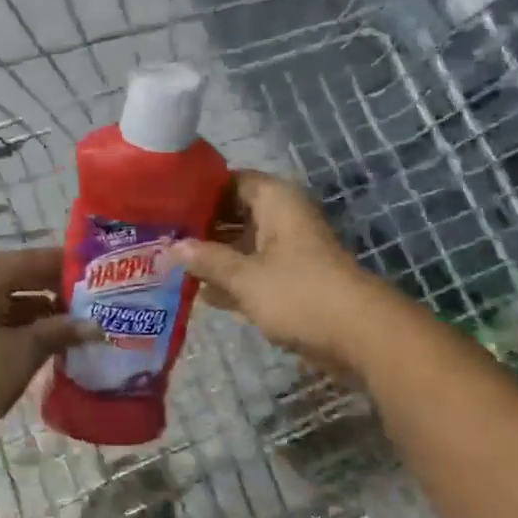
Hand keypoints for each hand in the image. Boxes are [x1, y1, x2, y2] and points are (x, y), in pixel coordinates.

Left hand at [0, 248, 94, 445]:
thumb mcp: (23, 351)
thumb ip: (60, 332)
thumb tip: (95, 326)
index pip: (33, 260)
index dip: (68, 266)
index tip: (101, 274)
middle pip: (21, 278)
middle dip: (57, 291)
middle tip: (95, 302)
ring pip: (10, 302)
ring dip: (42, 313)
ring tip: (78, 326)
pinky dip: (22, 328)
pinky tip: (48, 344)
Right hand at [171, 170, 383, 373]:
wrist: (362, 337)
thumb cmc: (300, 293)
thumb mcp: (245, 277)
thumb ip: (206, 260)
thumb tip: (171, 248)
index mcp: (273, 200)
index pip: (227, 181)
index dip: (195, 191)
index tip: (161, 203)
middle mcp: (280, 217)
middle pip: (231, 213)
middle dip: (198, 227)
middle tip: (156, 237)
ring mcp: (286, 249)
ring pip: (240, 243)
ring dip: (211, 255)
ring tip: (166, 263)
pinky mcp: (289, 279)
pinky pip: (251, 270)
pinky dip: (229, 278)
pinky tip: (196, 292)